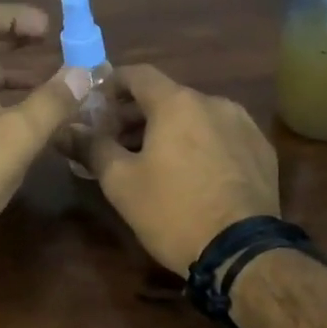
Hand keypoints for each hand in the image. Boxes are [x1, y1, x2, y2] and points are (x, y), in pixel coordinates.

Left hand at [0, 4, 90, 253]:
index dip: (13, 14)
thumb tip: (83, 71)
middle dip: (17, 43)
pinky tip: (26, 130)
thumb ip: (52, 102)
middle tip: (53, 50)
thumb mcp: (17, 138)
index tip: (48, 29)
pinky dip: (2, 105)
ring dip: (13, 77)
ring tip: (50, 89)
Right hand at [83, 64, 279, 272]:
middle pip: (167, 96)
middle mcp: (214, 102)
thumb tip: (64, 129)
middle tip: (114, 141)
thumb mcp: (121, 183)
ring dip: (169, 130)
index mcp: (177, 103)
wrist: (242, 253)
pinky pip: (221, 135)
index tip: (95, 105)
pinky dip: (199, 143)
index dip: (111, 85)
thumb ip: (91, 148)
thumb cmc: (173, 211)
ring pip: (196, 116)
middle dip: (136, 114)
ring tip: (150, 161)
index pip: (138, 74)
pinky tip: (191, 173)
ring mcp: (243, 125)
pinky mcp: (262, 150)